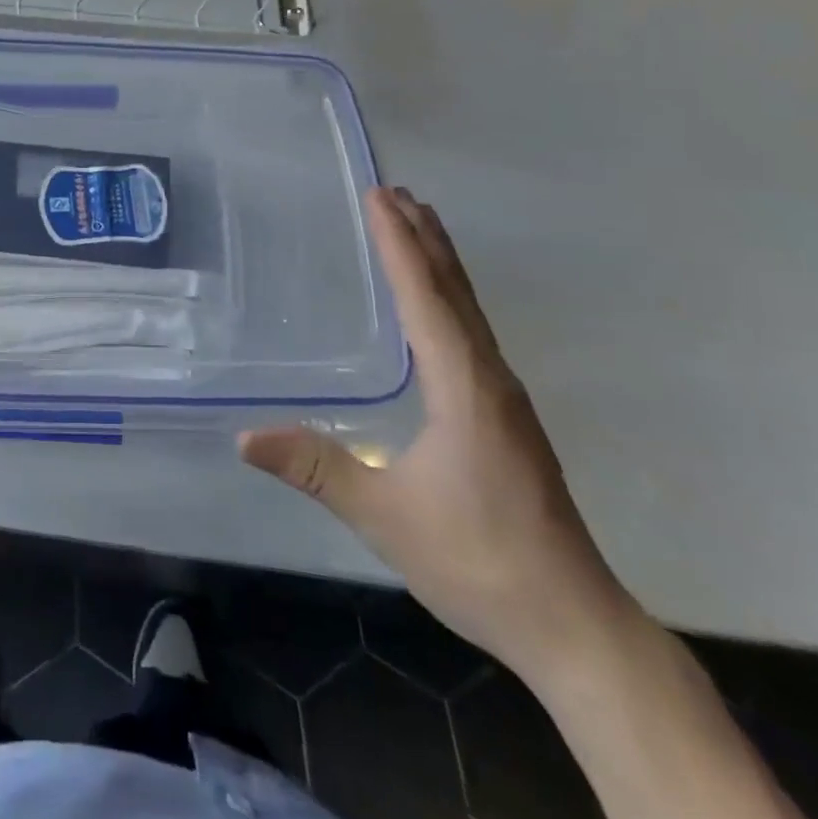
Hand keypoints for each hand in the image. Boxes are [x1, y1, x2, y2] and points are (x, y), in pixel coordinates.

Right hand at [239, 187, 629, 678]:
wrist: (574, 625)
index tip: (379, 197)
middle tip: (397, 193)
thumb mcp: (384, 515)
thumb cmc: (479, 561)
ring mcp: (505, 399)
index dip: (399, 244)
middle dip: (424, 238)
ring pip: (470, 311)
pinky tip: (439, 310)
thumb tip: (243, 436)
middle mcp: (489, 378)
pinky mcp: (507, 419)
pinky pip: (473, 335)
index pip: (425, 298)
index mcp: (463, 386)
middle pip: (455, 291)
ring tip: (419, 227)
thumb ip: (316, 469)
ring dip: (441, 263)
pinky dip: (450, 299)